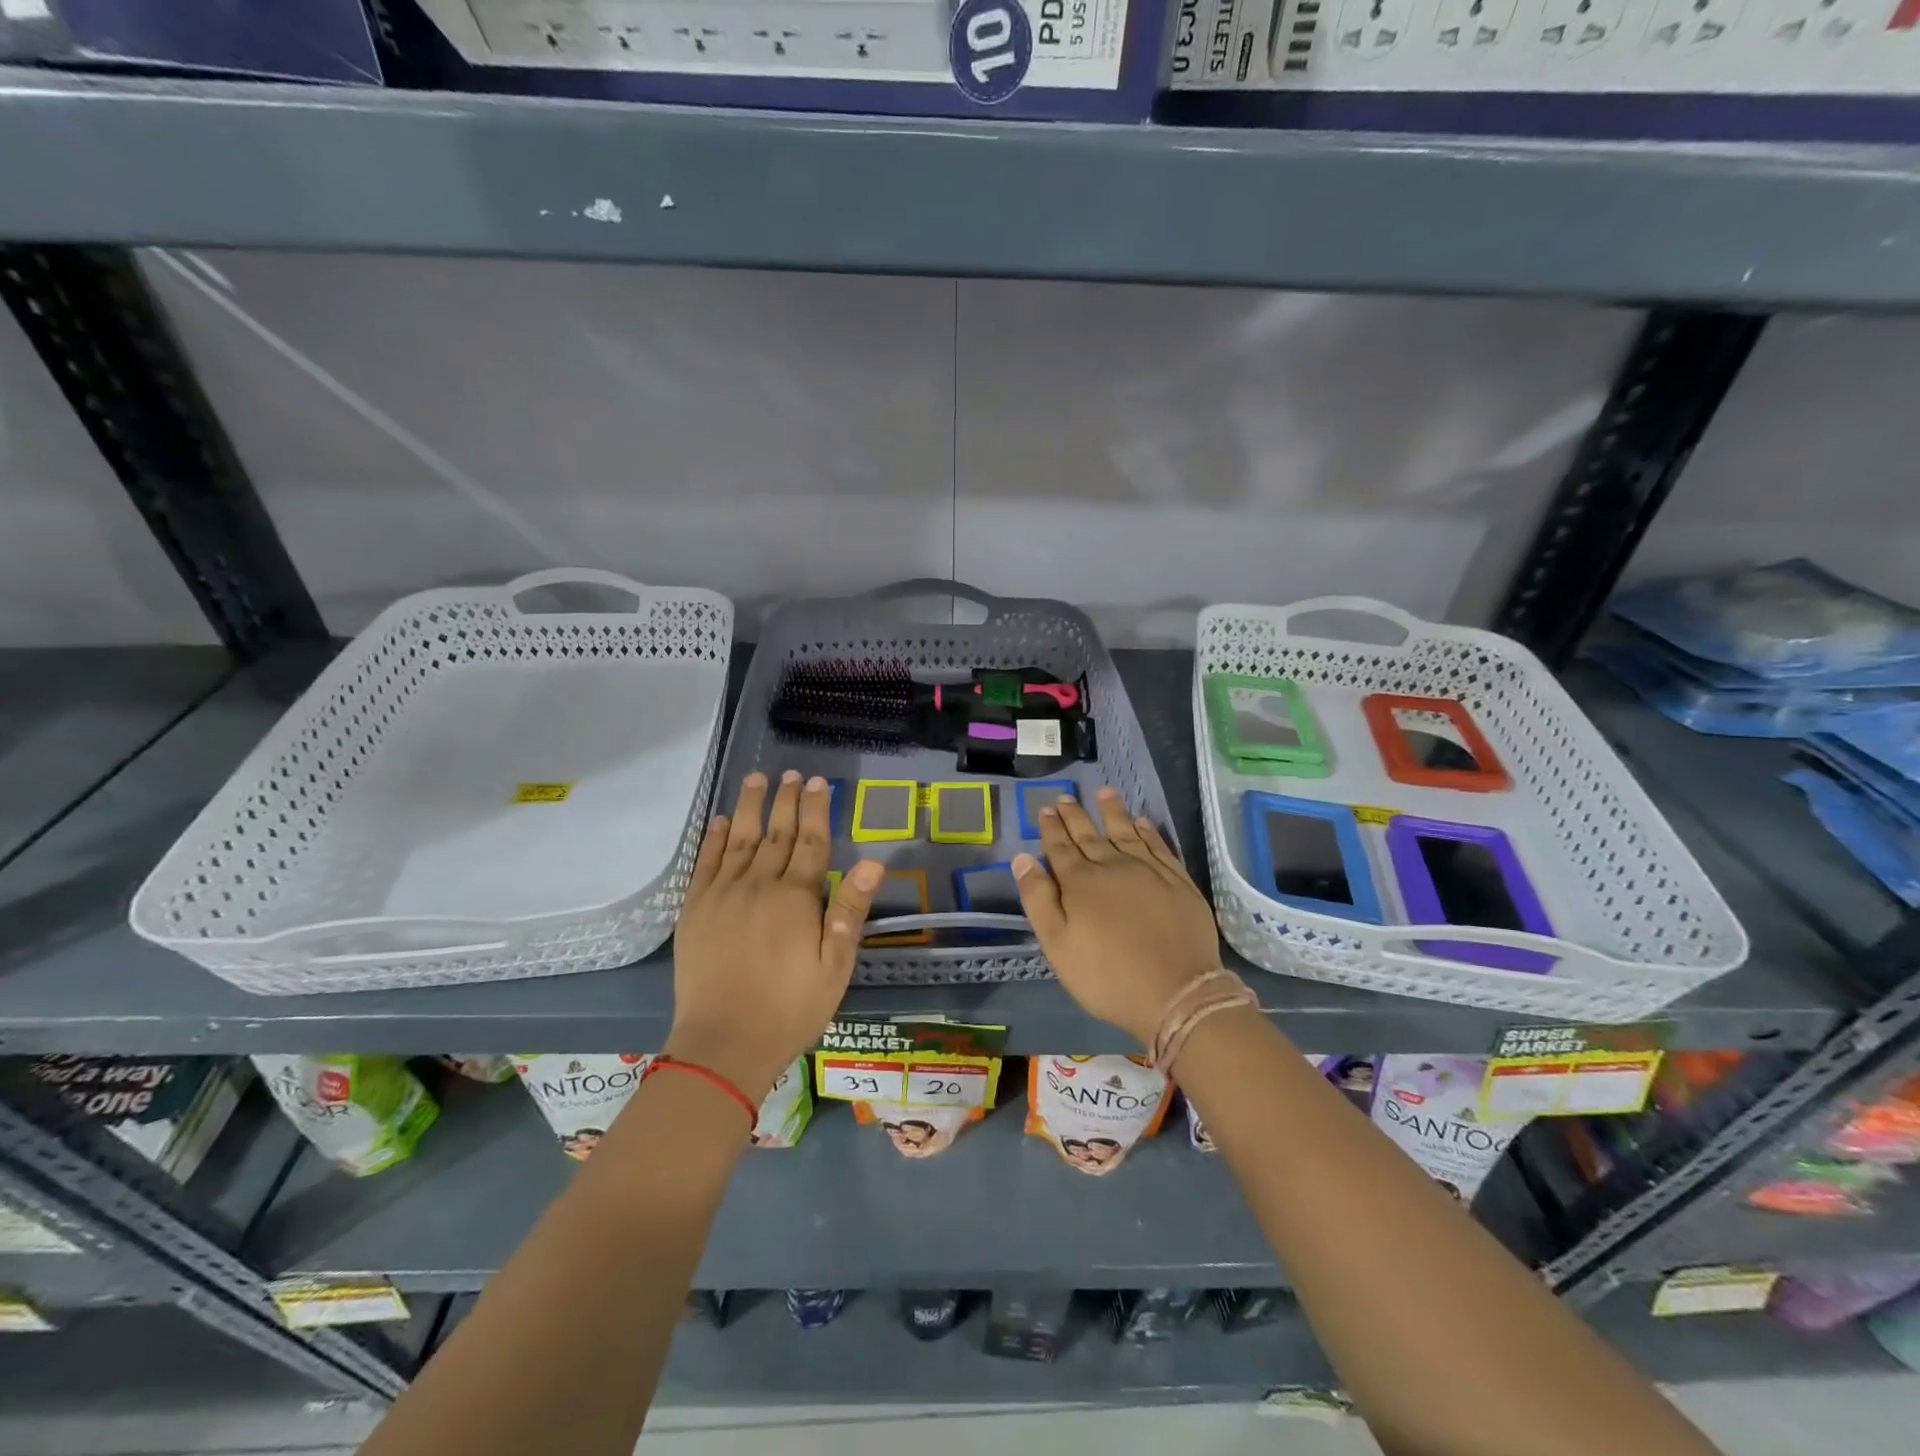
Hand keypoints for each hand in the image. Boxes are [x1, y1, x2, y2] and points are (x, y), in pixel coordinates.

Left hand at [668, 771, 881, 1100]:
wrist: (722, 1045)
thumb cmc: (789, 1009)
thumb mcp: (835, 968)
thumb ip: (850, 912)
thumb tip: (873, 863)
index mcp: (796, 899)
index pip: (810, 842)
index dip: (816, 810)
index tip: (819, 783)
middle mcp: (758, 885)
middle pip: (776, 833)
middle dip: (786, 800)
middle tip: (793, 773)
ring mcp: (722, 895)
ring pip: (740, 839)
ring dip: (751, 806)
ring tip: (758, 779)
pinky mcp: (694, 910)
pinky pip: (705, 863)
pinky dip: (715, 838)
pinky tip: (722, 820)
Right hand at [1013, 787, 1222, 1047]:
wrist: (1177, 993)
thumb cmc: (1107, 976)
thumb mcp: (1058, 946)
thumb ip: (1038, 899)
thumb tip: (1022, 858)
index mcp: (1080, 883)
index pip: (1060, 848)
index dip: (1051, 828)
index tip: (1046, 809)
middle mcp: (1113, 867)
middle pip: (1090, 835)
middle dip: (1075, 816)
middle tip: (1065, 797)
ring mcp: (1149, 871)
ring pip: (1126, 832)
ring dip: (1112, 812)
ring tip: (1104, 792)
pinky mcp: (1177, 880)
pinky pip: (1159, 845)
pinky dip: (1148, 831)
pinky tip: (1142, 821)